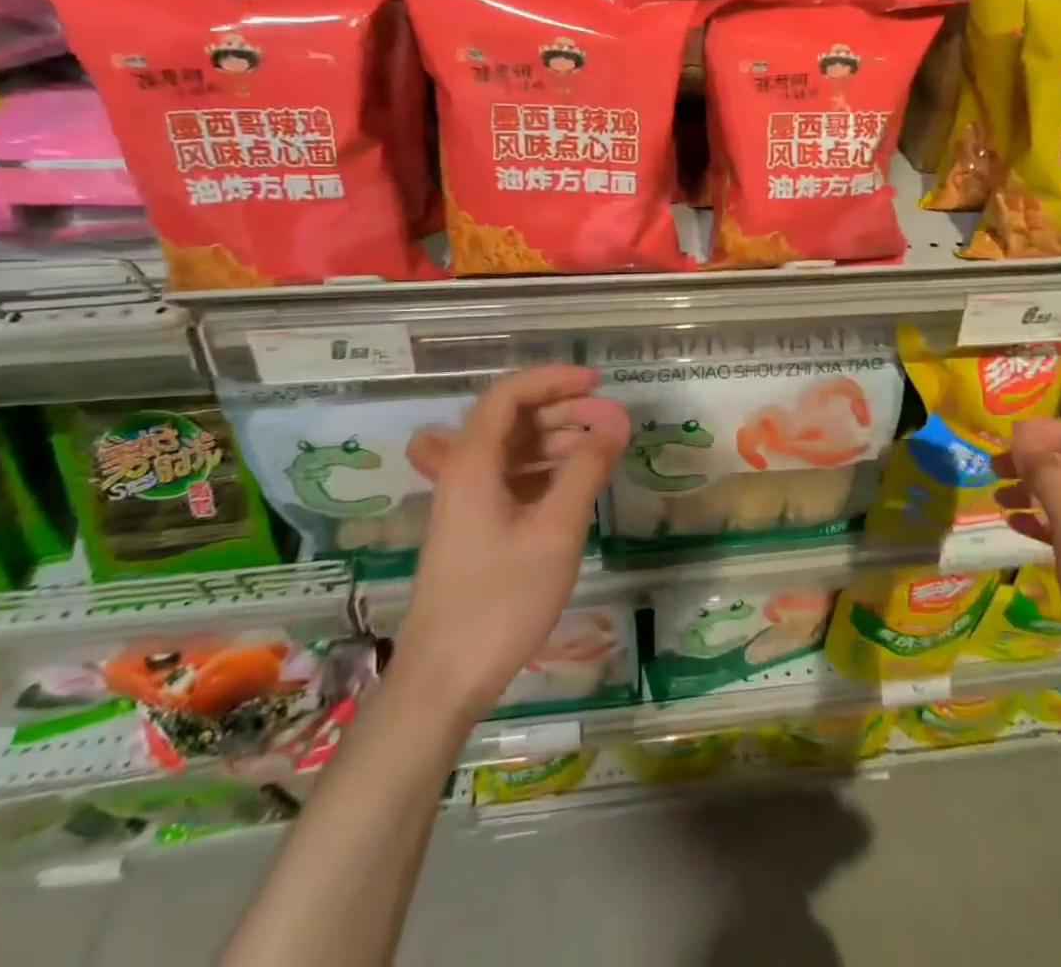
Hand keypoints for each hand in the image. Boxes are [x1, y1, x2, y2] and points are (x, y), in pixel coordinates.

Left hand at [390, 365, 628, 731]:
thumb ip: (586, 470)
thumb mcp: (555, 531)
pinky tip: (577, 483)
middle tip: (611, 421)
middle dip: (564, 410)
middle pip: (513, 419)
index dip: (553, 380)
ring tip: (603, 450)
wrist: (444, 680)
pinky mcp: (476, 526)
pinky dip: (547, 471)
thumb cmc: (500, 601)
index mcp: (473, 462)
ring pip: (515, 449)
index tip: (598, 383)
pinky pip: (514, 479)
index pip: (509, 394)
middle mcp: (464, 471)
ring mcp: (468, 500)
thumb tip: (616, 422)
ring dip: (558, 440)